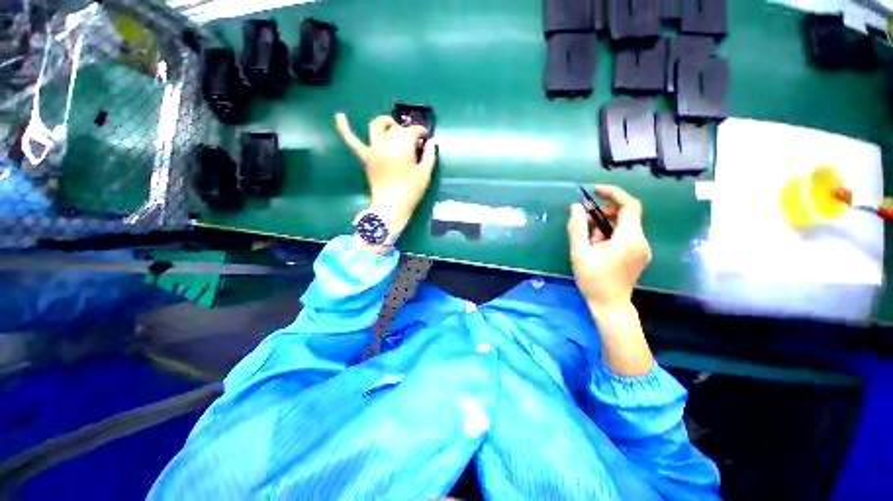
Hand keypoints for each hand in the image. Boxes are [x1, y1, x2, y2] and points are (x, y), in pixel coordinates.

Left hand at [336, 112, 436, 235]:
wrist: (391, 207)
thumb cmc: (411, 192)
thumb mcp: (425, 175)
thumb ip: (429, 156)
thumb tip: (432, 141)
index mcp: (403, 149)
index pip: (412, 131)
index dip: (420, 131)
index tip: (426, 137)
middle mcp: (387, 145)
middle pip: (396, 130)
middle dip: (407, 131)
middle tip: (413, 141)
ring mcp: (373, 151)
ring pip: (376, 127)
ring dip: (385, 121)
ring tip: (391, 124)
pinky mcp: (366, 158)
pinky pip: (352, 141)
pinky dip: (344, 128)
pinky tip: (340, 115)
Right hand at [567, 185, 653, 375]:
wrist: (610, 305)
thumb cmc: (593, 279)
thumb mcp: (579, 252)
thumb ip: (577, 228)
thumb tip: (575, 207)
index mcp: (629, 238)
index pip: (629, 205)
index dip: (613, 193)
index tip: (595, 190)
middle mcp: (640, 240)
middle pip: (627, 214)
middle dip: (604, 212)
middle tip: (584, 220)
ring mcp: (642, 248)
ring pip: (625, 226)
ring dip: (605, 225)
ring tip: (588, 239)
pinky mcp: (638, 255)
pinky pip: (625, 236)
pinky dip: (610, 234)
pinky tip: (597, 247)